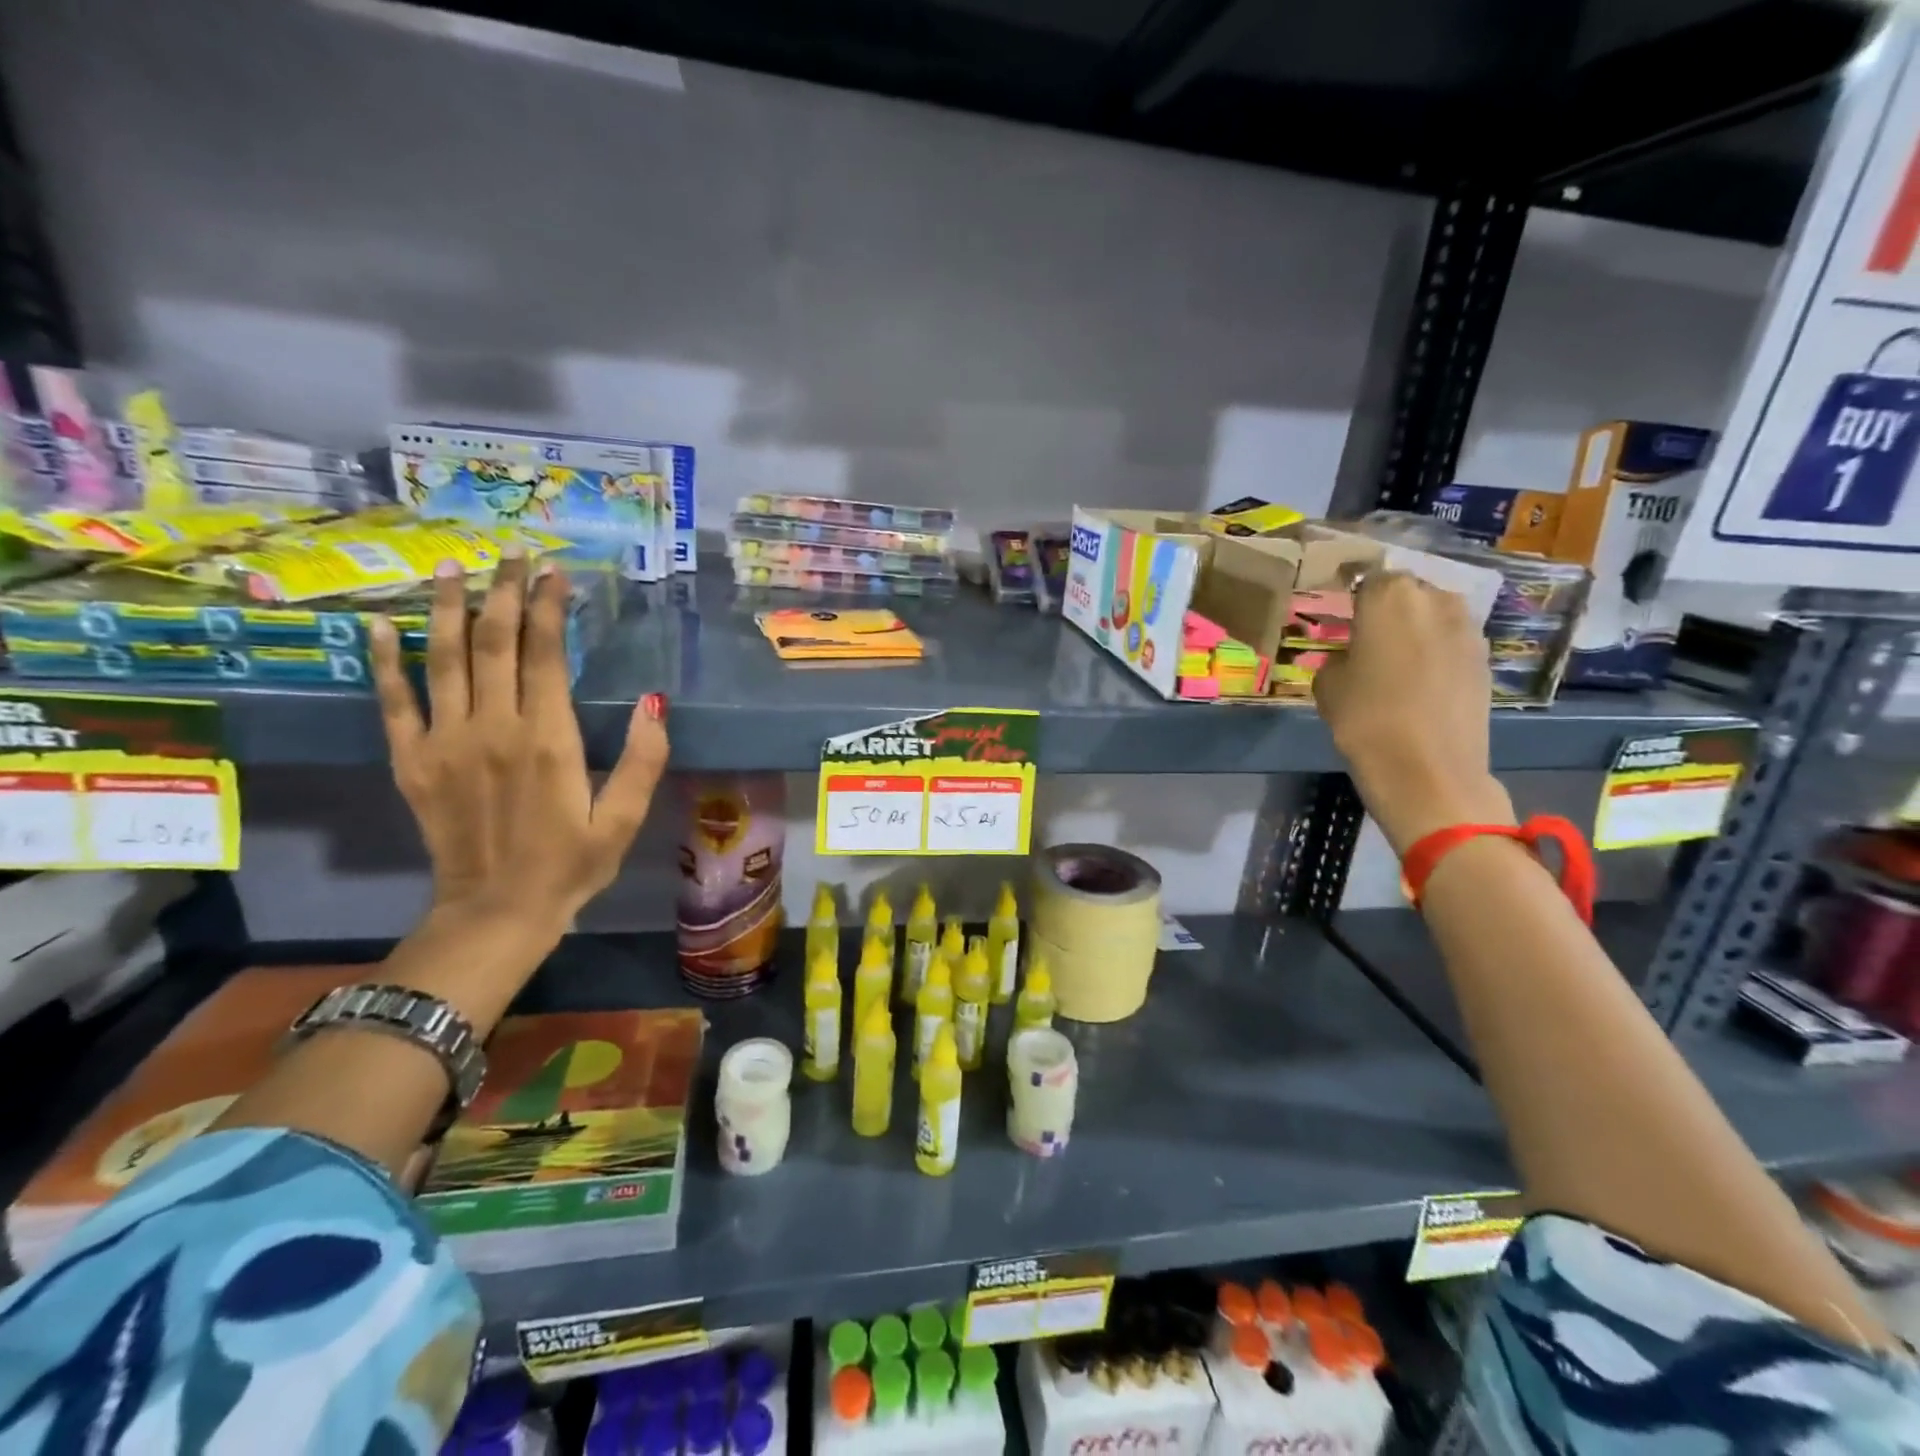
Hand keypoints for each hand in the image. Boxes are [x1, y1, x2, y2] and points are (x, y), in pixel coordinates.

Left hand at [369, 552, 669, 936]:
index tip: (555, 571)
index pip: (546, 655)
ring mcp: (445, 742)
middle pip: (495, 643)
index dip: (550, 607)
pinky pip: (394, 701)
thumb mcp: (624, 820)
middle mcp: (493, 728)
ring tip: (453, 566)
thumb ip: (643, 761)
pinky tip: (380, 625)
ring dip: (448, 607)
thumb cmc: (571, 865)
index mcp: (548, 740)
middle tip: (512, 553)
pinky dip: (385, 661)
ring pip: (444, 659)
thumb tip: (653, 702)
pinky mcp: (412, 762)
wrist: (496, 912)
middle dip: (505, 592)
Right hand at [1312, 571, 1513, 853]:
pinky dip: (1435, 655)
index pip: (1367, 579)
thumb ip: (1340, 656)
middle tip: (1366, 639)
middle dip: (1388, 610)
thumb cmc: (1364, 719)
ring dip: (1415, 631)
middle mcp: (1435, 600)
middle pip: (1407, 593)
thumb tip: (1353, 656)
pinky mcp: (1486, 660)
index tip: (1341, 615)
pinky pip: (1451, 645)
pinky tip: (1418, 683)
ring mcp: (1468, 630)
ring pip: (1434, 617)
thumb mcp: (1328, 684)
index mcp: (1390, 597)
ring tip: (1393, 662)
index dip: (1353, 597)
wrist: (1427, 770)